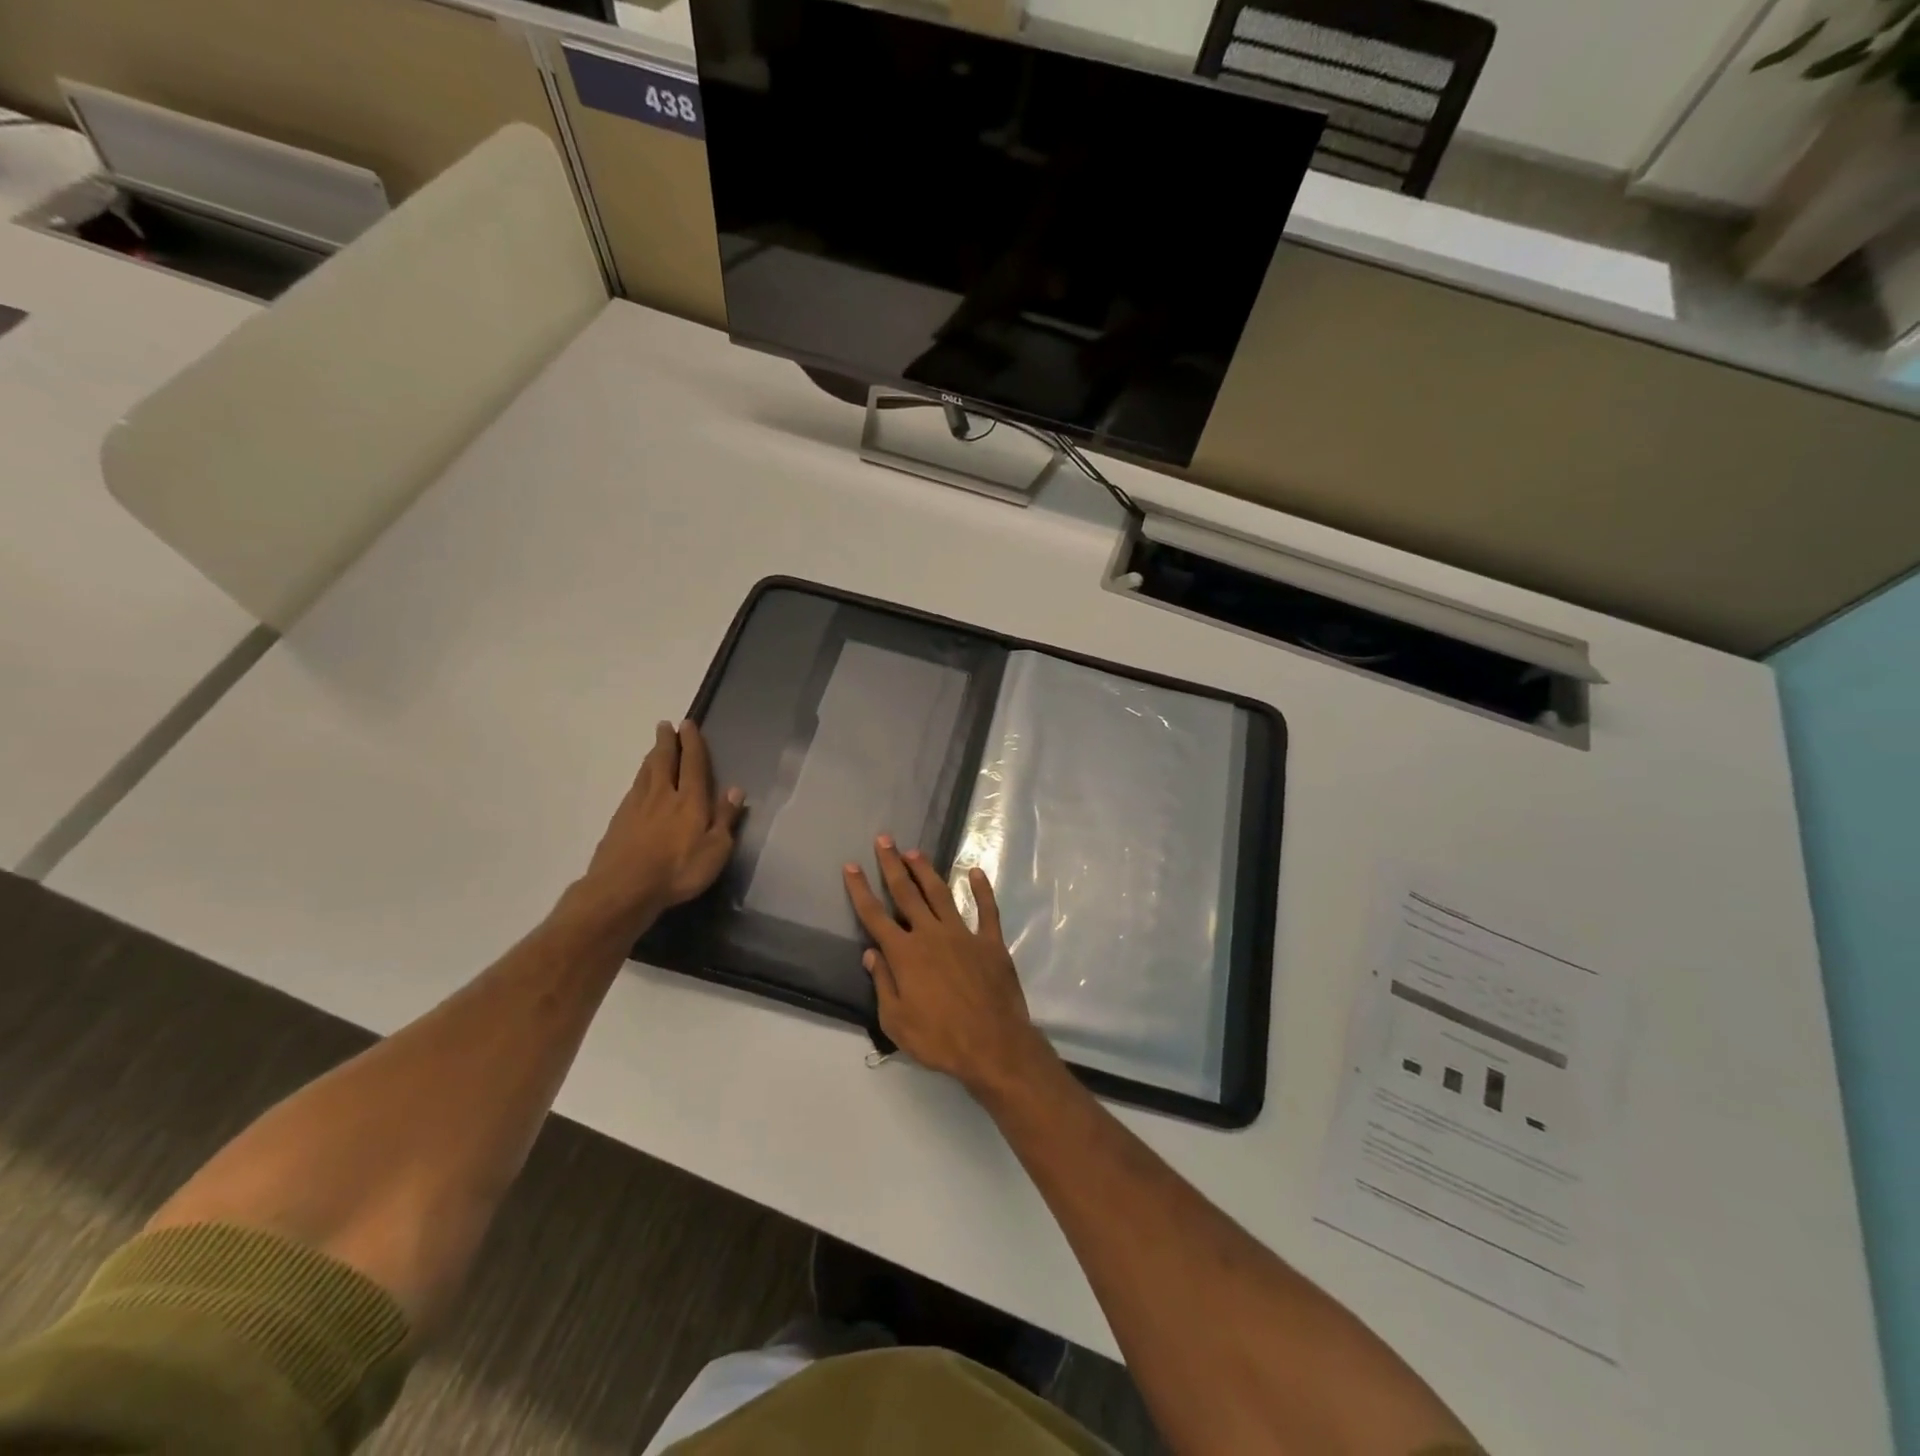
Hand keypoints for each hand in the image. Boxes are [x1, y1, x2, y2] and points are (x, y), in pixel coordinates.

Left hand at [574, 720, 743, 933]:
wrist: (624, 888)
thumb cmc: (678, 870)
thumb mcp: (715, 849)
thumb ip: (725, 818)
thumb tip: (736, 790)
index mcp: (690, 800)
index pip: (692, 764)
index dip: (692, 743)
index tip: (688, 724)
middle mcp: (662, 795)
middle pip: (663, 761)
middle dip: (667, 742)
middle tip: (665, 725)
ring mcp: (636, 807)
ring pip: (645, 773)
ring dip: (651, 756)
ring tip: (654, 747)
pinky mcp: (619, 821)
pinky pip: (633, 789)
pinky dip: (639, 778)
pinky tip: (639, 782)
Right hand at [844, 836, 1052, 1099]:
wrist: (992, 1045)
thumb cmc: (939, 1039)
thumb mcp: (896, 1021)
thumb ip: (882, 983)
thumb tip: (871, 953)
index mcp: (905, 954)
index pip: (875, 915)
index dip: (860, 889)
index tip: (851, 865)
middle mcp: (931, 935)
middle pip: (906, 893)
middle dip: (892, 865)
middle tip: (885, 839)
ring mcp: (963, 934)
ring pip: (941, 894)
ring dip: (926, 870)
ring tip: (915, 851)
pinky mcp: (990, 942)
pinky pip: (986, 909)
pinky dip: (981, 889)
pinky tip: (976, 872)